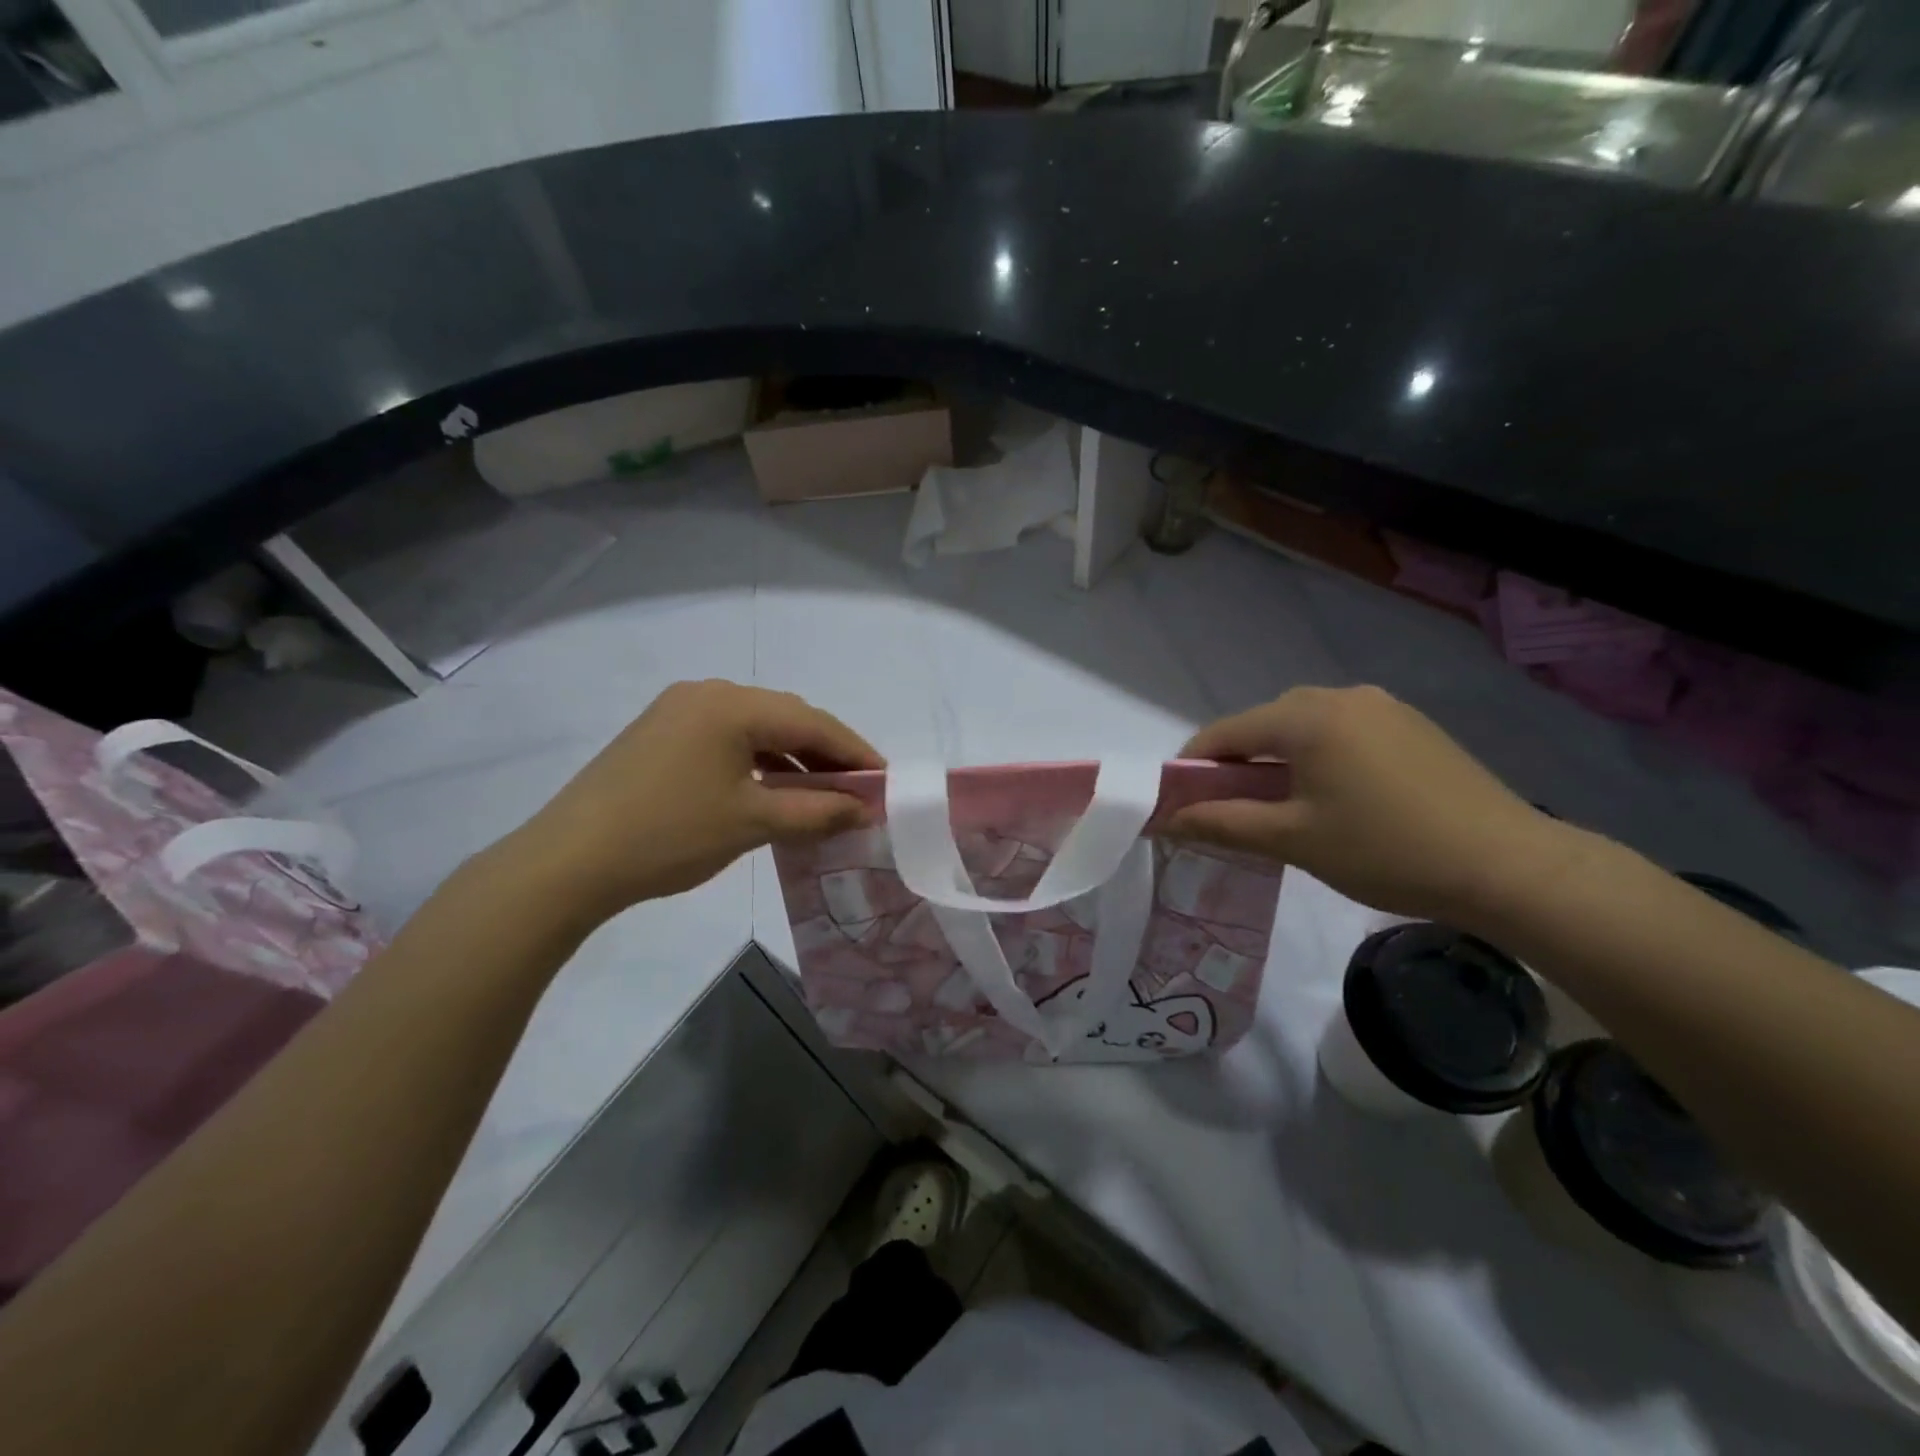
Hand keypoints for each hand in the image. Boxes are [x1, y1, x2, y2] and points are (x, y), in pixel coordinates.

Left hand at [506, 680, 881, 923]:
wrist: (568, 861)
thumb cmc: (670, 836)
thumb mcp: (753, 823)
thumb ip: (818, 812)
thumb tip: (865, 809)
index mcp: (732, 704)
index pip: (812, 723)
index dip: (855, 752)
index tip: (886, 781)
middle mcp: (707, 693)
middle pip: (786, 718)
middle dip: (826, 754)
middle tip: (857, 790)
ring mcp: (679, 710)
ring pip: (756, 728)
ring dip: (792, 758)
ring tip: (822, 793)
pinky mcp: (661, 733)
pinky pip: (727, 738)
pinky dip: (758, 761)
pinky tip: (773, 788)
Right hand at [1165, 686, 1573, 927]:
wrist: (1507, 866)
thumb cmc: (1385, 850)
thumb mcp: (1293, 841)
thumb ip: (1222, 823)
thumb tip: (1166, 820)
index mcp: (1306, 717)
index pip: (1226, 732)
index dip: (1194, 766)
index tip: (1181, 803)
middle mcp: (1340, 696)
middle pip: (1265, 723)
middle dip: (1238, 763)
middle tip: (1236, 811)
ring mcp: (1382, 706)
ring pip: (1305, 725)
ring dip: (1280, 758)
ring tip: (1287, 805)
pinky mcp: (1411, 724)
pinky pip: (1343, 730)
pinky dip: (1320, 755)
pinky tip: (1337, 795)